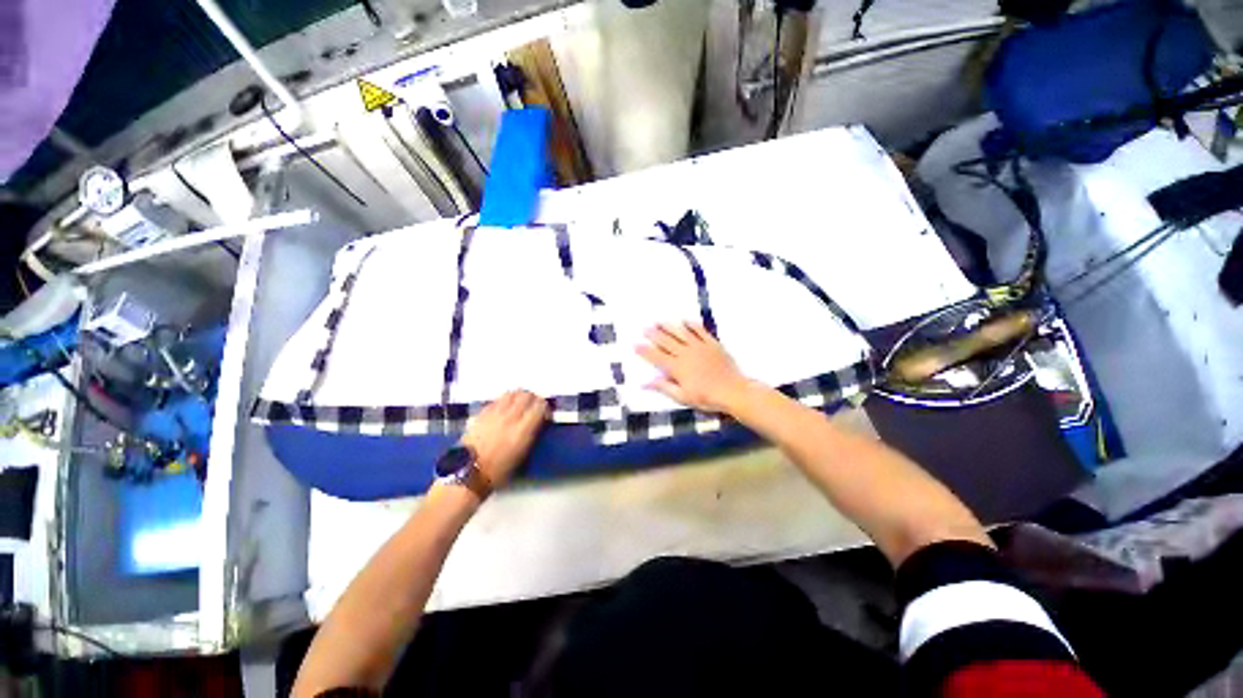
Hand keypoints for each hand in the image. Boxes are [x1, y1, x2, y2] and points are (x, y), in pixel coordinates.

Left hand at [460, 390, 548, 486]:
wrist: (468, 473)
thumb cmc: (498, 470)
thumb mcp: (523, 455)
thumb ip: (532, 433)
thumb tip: (537, 422)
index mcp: (523, 430)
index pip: (540, 405)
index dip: (545, 408)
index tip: (545, 415)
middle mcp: (511, 417)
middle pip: (527, 395)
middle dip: (533, 399)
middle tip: (533, 408)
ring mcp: (495, 413)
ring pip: (512, 393)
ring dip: (519, 397)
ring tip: (519, 406)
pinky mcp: (482, 413)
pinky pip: (498, 399)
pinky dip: (505, 401)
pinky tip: (504, 410)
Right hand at [636, 323, 751, 413]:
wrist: (733, 391)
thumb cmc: (706, 397)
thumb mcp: (683, 397)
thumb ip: (663, 387)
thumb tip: (644, 383)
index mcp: (677, 368)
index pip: (657, 357)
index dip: (645, 351)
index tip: (635, 344)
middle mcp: (686, 353)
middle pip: (667, 341)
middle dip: (654, 334)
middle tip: (645, 328)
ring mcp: (700, 347)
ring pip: (681, 333)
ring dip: (669, 327)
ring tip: (660, 321)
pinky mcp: (712, 344)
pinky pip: (700, 331)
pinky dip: (692, 325)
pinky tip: (685, 320)